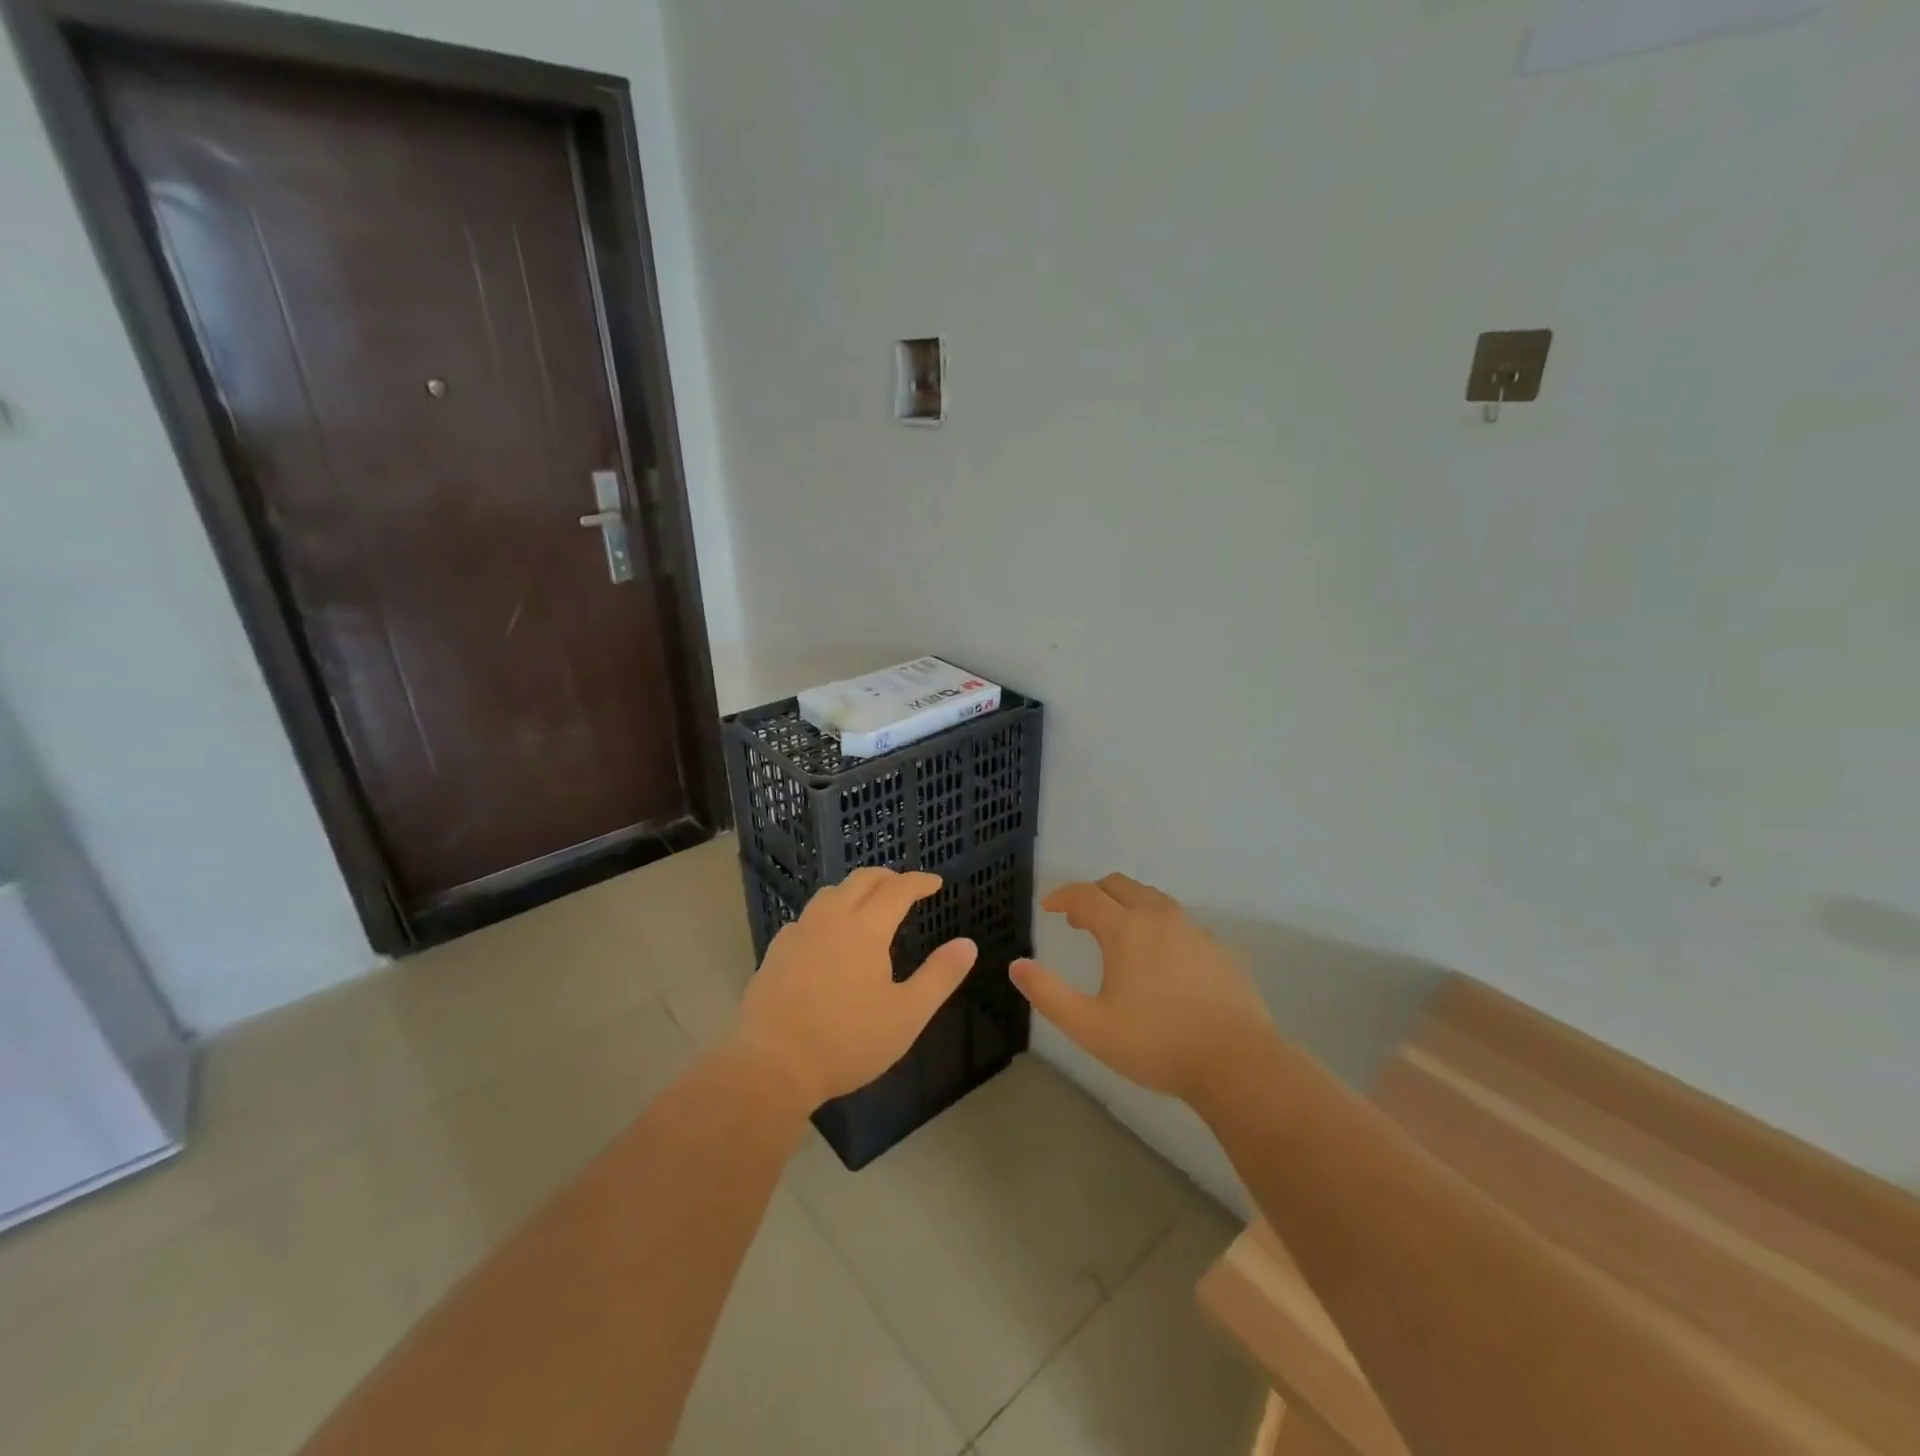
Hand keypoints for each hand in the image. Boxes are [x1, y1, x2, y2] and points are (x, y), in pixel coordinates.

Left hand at [737, 868, 977, 1108]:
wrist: (773, 1064)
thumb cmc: (848, 1040)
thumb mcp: (907, 1014)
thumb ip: (940, 976)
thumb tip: (968, 944)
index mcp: (865, 928)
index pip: (898, 889)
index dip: (919, 882)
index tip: (935, 883)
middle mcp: (831, 919)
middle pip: (861, 880)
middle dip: (887, 877)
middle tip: (904, 886)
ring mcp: (798, 933)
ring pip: (829, 893)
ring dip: (854, 889)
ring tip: (867, 904)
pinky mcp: (776, 952)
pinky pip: (807, 917)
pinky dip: (827, 913)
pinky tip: (827, 936)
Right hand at [1011, 873, 1276, 1104]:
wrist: (1238, 1063)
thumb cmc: (1157, 1044)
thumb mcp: (1090, 1026)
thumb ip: (1049, 994)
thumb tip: (1017, 966)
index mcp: (1126, 929)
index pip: (1086, 895)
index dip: (1062, 896)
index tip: (1048, 908)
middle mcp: (1159, 918)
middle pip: (1120, 885)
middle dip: (1093, 894)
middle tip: (1078, 919)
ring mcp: (1194, 930)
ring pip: (1152, 899)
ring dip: (1126, 904)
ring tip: (1115, 934)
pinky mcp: (1218, 949)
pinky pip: (1178, 921)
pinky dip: (1155, 924)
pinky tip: (1157, 958)